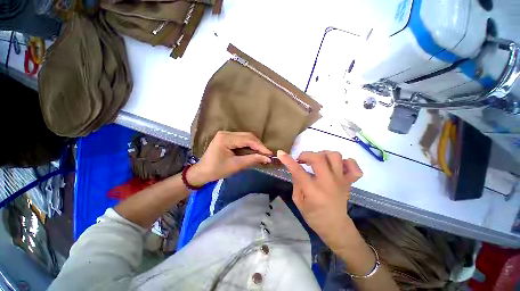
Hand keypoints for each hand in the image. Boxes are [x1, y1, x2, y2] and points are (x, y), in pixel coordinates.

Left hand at [187, 131, 271, 185]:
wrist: (202, 172)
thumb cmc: (217, 170)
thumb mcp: (236, 165)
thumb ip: (252, 159)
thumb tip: (267, 158)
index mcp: (225, 138)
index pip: (247, 139)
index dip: (260, 146)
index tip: (270, 154)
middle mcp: (226, 133)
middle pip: (247, 136)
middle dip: (258, 145)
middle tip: (267, 154)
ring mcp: (226, 134)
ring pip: (246, 136)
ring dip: (255, 144)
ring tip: (262, 153)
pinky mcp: (227, 137)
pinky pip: (242, 139)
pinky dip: (249, 144)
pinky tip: (254, 150)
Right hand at [277, 150, 362, 250]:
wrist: (336, 227)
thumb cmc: (314, 217)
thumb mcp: (298, 201)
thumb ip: (296, 183)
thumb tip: (296, 168)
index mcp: (313, 191)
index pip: (298, 171)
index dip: (288, 160)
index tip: (280, 153)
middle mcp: (328, 183)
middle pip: (319, 158)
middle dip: (306, 154)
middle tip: (301, 160)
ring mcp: (341, 181)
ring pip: (335, 156)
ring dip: (323, 154)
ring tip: (317, 160)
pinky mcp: (349, 182)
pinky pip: (354, 167)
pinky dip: (346, 162)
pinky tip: (337, 166)